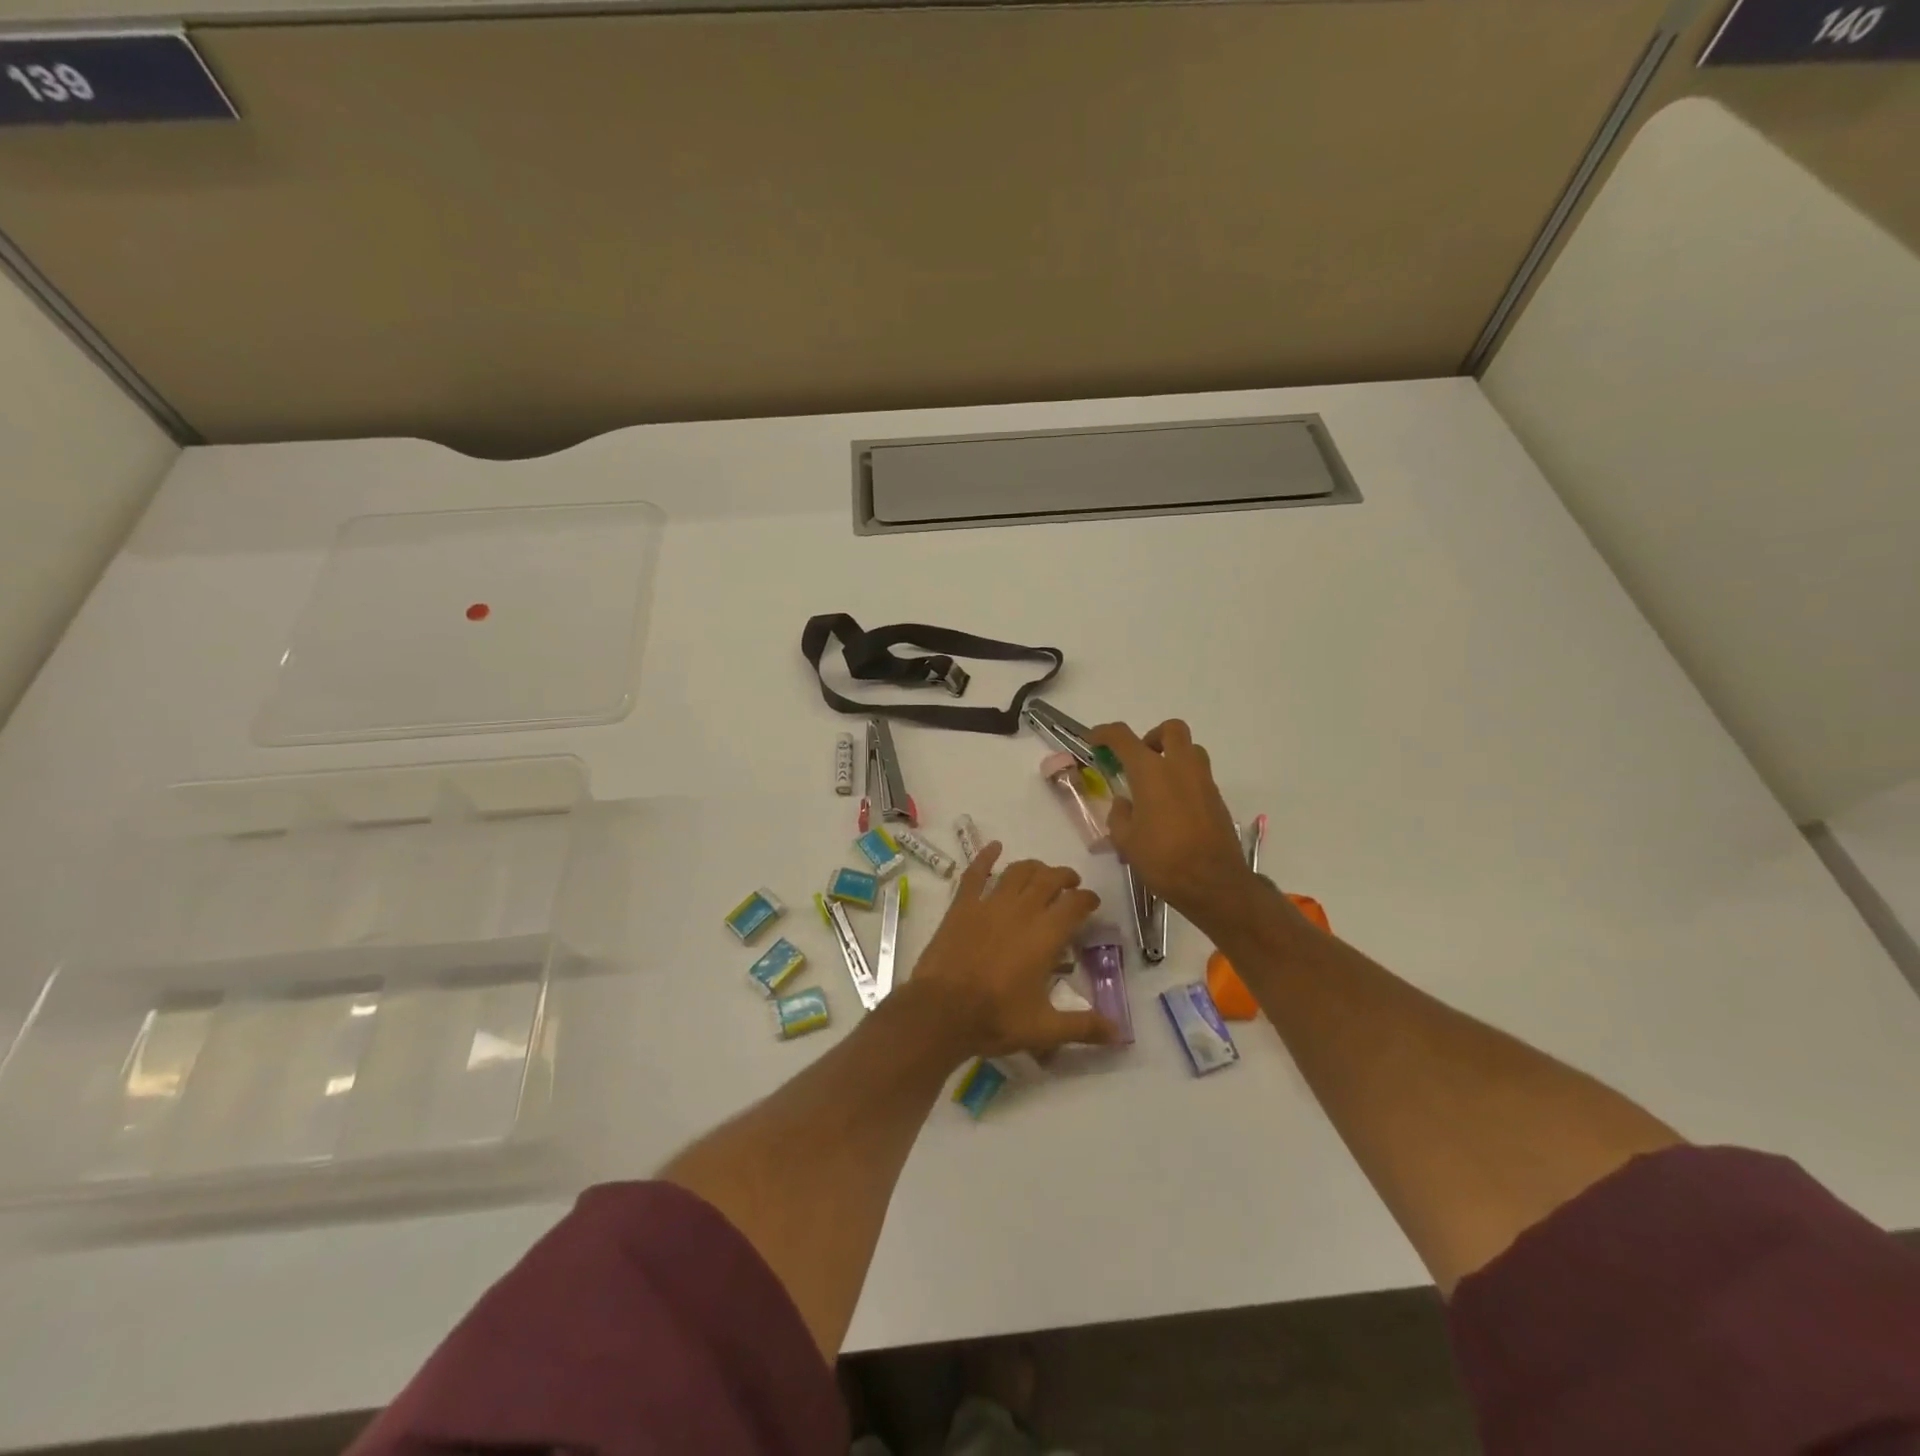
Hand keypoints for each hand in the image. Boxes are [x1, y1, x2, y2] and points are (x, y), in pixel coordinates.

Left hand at [908, 844, 1118, 1058]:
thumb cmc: (996, 1018)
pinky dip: (986, 857)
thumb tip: (1119, 1033)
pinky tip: (994, 847)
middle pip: (1049, 880)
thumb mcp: (1044, 1029)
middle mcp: (1022, 910)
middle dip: (1064, 877)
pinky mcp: (963, 905)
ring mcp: (990, 904)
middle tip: (1071, 883)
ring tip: (1042, 872)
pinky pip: (976, 873)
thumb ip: (1083, 1027)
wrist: (942, 1011)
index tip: (1092, 902)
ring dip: (1034, 867)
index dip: (1088, 899)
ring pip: (1018, 872)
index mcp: (1046, 935)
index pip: (1076, 904)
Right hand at [1092, 719, 1261, 930]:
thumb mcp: (1126, 840)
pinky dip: (1184, 780)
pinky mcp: (1217, 799)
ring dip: (1173, 756)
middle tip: (1139, 758)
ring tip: (1156, 784)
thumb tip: (1125, 803)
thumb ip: (1119, 815)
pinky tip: (1172, 809)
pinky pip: (1199, 776)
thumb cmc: (1163, 860)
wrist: (1214, 884)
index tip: (1095, 740)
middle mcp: (1180, 767)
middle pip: (1171, 729)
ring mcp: (1203, 781)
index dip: (1105, 733)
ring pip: (1191, 750)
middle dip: (1152, 736)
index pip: (1123, 737)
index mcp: (1151, 772)